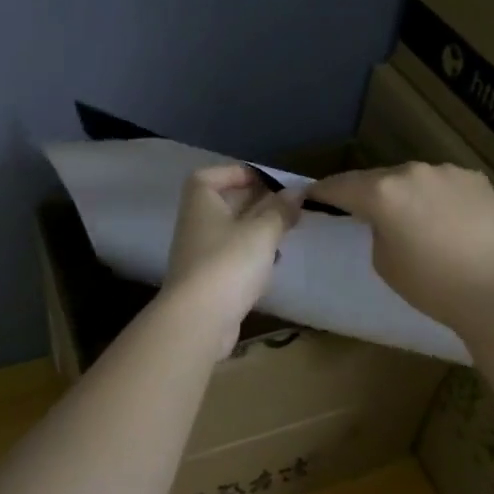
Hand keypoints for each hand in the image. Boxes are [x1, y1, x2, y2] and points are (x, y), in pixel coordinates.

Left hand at [162, 165, 302, 351]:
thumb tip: (297, 192)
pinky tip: (273, 262)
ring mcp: (200, 253)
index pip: (211, 176)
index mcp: (201, 202)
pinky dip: (252, 255)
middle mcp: (196, 223)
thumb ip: (280, 210)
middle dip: (256, 201)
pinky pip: (233, 257)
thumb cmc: (228, 264)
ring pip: (231, 231)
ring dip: (257, 229)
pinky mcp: (209, 280)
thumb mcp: (262, 232)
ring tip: (287, 230)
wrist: (198, 320)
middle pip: (225, 203)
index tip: (267, 180)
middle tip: (288, 205)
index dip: (237, 173)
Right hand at [306, 162, 493, 332]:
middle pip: (378, 179)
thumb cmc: (430, 285)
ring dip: (406, 193)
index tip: (309, 195)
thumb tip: (384, 218)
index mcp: (382, 192)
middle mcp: (412, 171)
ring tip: (411, 218)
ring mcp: (447, 172)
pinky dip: (437, 197)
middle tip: (361, 211)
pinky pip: (444, 184)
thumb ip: (375, 229)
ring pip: (414, 178)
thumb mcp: (383, 261)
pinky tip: (446, 220)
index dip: (322, 191)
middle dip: (367, 193)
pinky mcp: (475, 179)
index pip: (340, 186)